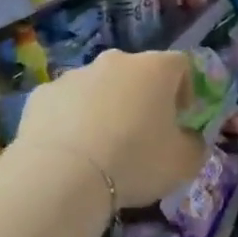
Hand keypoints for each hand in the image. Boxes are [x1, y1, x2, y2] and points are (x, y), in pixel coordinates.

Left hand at [16, 50, 206, 207]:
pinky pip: (66, 104)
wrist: (62, 175)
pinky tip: (73, 152)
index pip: (181, 65)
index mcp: (154, 69)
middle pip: (136, 73)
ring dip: (106, 108)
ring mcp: (74, 75)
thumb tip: (190, 140)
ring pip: (99, 88)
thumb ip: (195, 146)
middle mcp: (114, 61)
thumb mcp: (184, 163)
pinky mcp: (41, 95)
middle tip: (143, 134)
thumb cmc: (135, 161)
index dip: (186, 89)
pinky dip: (72, 121)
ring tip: (103, 147)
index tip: (181, 118)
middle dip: (142, 98)